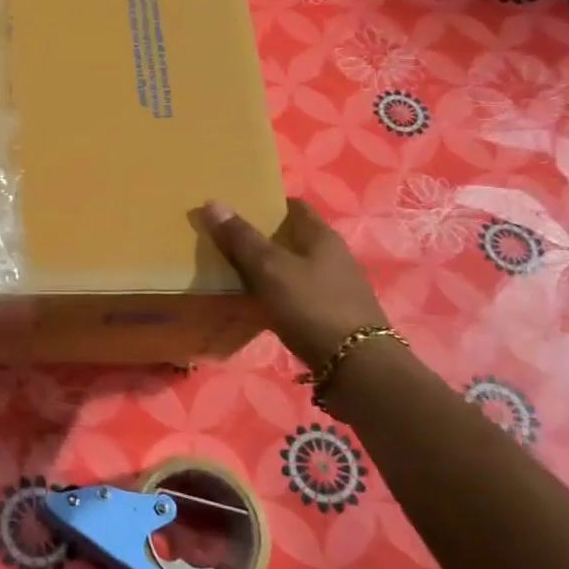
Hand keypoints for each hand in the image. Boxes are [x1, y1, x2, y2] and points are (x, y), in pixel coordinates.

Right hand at [199, 197, 388, 372]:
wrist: (356, 366)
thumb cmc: (311, 306)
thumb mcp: (269, 269)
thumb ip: (241, 238)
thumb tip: (212, 202)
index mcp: (322, 236)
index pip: (295, 206)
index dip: (267, 204)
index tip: (238, 210)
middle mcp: (334, 256)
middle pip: (294, 238)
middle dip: (264, 238)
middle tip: (228, 242)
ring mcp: (337, 287)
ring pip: (296, 267)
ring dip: (270, 268)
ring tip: (237, 274)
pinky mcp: (333, 315)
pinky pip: (299, 294)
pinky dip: (279, 294)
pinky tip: (260, 306)